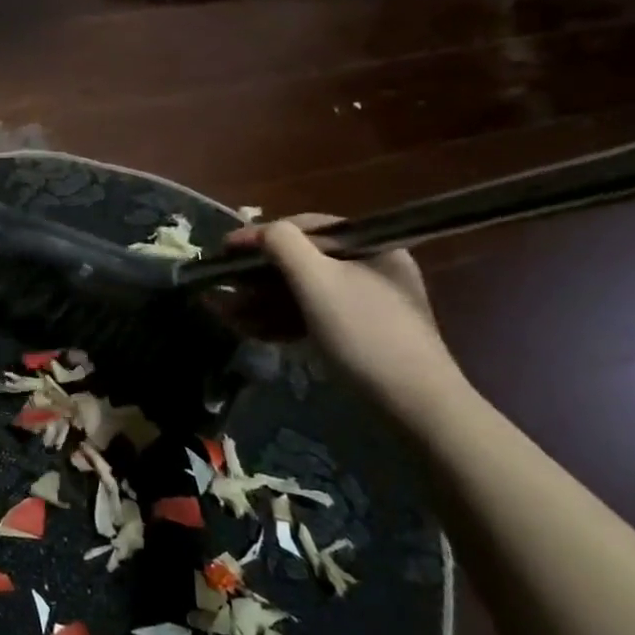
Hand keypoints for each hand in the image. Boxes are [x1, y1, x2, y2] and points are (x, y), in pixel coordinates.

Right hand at [226, 215, 467, 417]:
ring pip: (302, 293)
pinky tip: (249, 330)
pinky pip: (311, 318)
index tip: (224, 250)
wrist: (415, 406)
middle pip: (302, 262)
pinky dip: (280, 321)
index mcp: (371, 247)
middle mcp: (370, 269)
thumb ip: (284, 246)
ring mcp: (364, 305)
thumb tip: (261, 231)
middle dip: (255, 275)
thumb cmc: (364, 334)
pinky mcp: (357, 336)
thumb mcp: (318, 281)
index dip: (260, 236)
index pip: (306, 228)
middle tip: (220, 286)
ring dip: (260, 301)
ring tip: (223, 312)